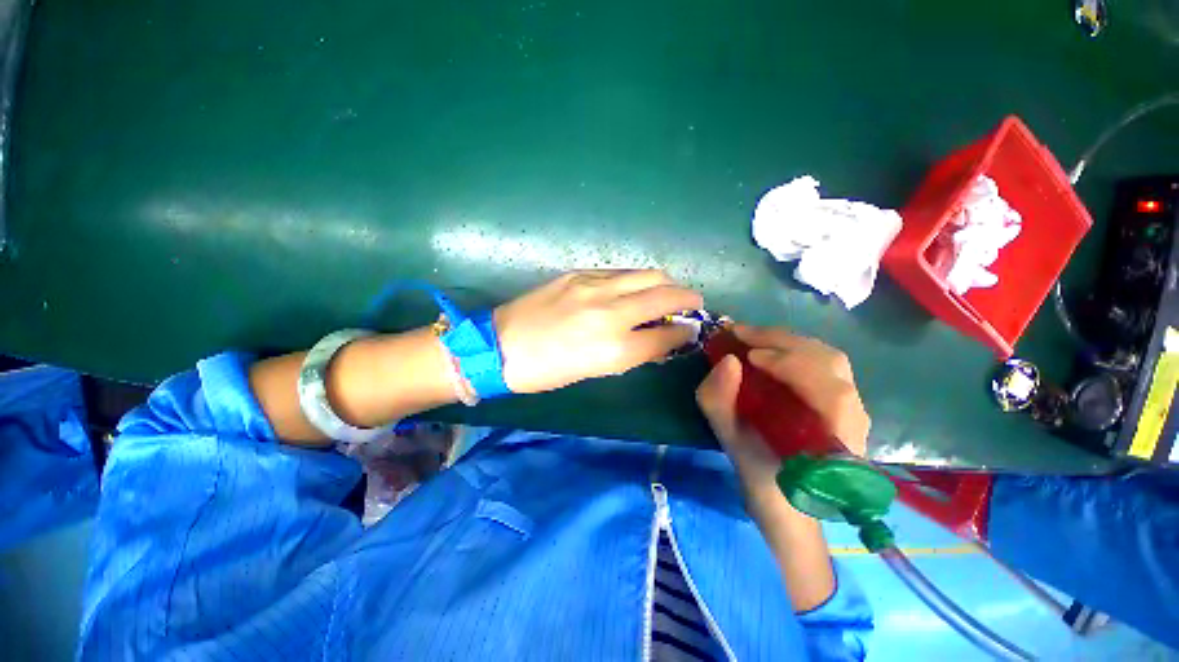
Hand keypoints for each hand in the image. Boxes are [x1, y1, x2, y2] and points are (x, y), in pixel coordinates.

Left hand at [494, 270, 703, 393]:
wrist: (501, 346)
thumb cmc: (548, 370)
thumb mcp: (596, 370)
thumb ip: (633, 352)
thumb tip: (660, 339)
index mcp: (614, 348)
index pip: (667, 336)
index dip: (685, 333)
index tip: (691, 330)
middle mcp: (611, 312)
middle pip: (666, 295)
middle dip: (688, 298)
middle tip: (692, 304)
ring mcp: (594, 286)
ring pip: (647, 274)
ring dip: (666, 283)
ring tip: (668, 291)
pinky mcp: (579, 273)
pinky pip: (621, 272)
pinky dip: (638, 279)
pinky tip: (635, 287)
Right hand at [696, 325, 869, 501]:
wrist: (786, 505)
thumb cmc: (761, 478)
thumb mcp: (731, 443)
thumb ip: (720, 403)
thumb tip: (727, 361)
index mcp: (834, 441)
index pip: (829, 389)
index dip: (790, 364)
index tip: (749, 356)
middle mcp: (854, 418)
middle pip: (831, 362)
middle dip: (783, 341)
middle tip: (742, 333)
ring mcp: (852, 408)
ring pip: (829, 359)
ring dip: (788, 342)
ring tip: (752, 338)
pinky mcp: (842, 402)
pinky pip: (823, 365)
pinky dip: (794, 350)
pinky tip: (769, 350)